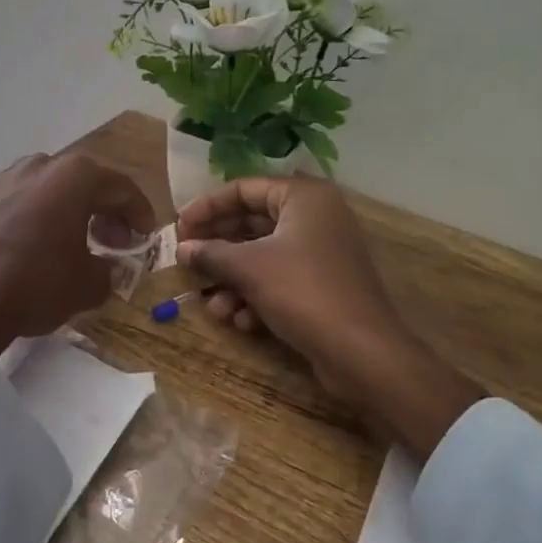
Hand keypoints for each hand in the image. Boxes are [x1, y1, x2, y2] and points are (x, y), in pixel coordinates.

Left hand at [0, 153, 156, 356]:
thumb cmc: (34, 287)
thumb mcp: (88, 286)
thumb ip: (109, 269)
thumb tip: (107, 266)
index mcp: (73, 177)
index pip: (120, 187)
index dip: (139, 212)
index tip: (144, 235)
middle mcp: (36, 165)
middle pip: (80, 181)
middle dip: (100, 207)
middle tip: (110, 238)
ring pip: (42, 187)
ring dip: (60, 209)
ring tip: (64, 240)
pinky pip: (9, 202)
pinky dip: (24, 217)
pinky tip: (22, 247)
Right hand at [177, 176, 483, 458]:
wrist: (363, 353)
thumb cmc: (303, 292)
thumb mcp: (249, 268)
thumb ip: (211, 253)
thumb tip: (181, 249)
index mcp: (303, 197)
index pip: (244, 189)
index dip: (207, 207)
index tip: (178, 227)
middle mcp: (315, 217)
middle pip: (251, 224)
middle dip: (218, 250)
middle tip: (185, 263)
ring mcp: (321, 252)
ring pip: (262, 257)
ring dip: (233, 281)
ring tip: (213, 307)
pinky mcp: (322, 285)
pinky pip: (279, 279)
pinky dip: (256, 296)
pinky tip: (241, 321)